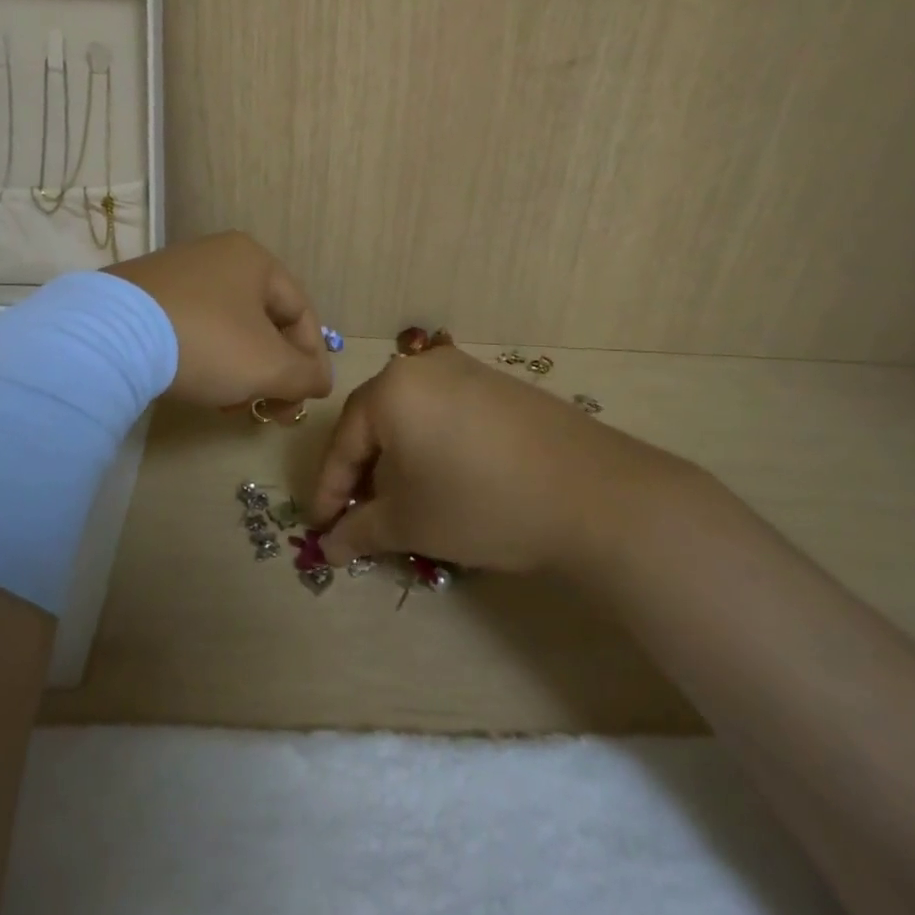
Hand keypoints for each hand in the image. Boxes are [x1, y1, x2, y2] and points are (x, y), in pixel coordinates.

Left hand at [107, 231, 333, 409]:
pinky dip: (206, 359)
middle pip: (263, 321)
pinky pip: (192, 327)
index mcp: (254, 259)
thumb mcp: (269, 366)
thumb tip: (321, 381)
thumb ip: (306, 375)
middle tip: (269, 407)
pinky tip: (198, 388)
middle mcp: (217, 255)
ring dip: (240, 370)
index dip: (312, 358)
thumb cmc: (207, 342)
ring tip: (232, 406)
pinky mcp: (142, 294)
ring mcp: (176, 272)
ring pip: (228, 327)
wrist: (108, 337)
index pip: (301, 311)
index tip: (309, 398)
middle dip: (272, 369)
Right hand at [305, 345, 706, 573]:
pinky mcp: (499, 385)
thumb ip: (360, 530)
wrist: (591, 493)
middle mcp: (423, 367)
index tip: (322, 528)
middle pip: (376, 423)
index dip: (329, 490)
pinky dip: (433, 446)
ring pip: (412, 417)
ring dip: (399, 461)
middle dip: (364, 474)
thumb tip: (330, 547)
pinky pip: (446, 413)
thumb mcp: (411, 522)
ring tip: (403, 503)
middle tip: (360, 517)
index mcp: (391, 389)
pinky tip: (445, 480)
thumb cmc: (480, 503)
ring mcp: (466, 370)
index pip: (343, 442)